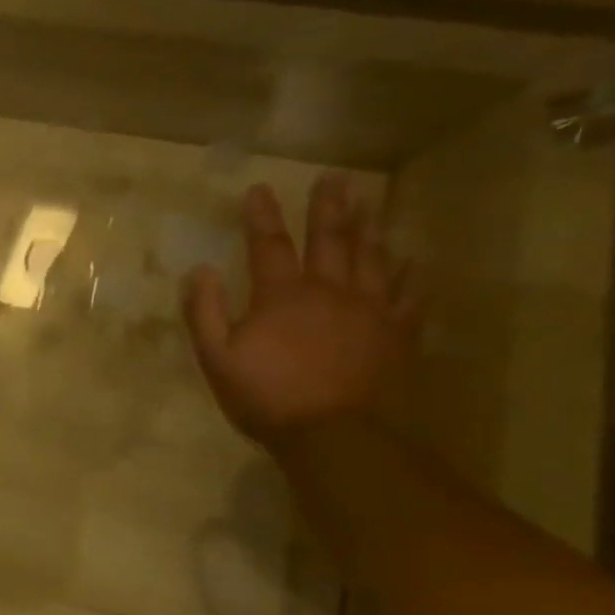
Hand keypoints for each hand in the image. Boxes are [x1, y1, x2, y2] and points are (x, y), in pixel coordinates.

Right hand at [183, 174, 420, 447]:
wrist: (337, 436)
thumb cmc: (267, 396)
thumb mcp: (216, 357)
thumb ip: (204, 311)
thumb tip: (200, 271)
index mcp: (281, 296)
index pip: (269, 244)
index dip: (262, 215)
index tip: (259, 188)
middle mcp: (329, 291)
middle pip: (330, 240)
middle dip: (328, 207)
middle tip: (336, 178)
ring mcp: (371, 310)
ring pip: (373, 258)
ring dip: (370, 228)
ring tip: (371, 203)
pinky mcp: (399, 333)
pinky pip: (411, 295)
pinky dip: (412, 274)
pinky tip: (415, 259)